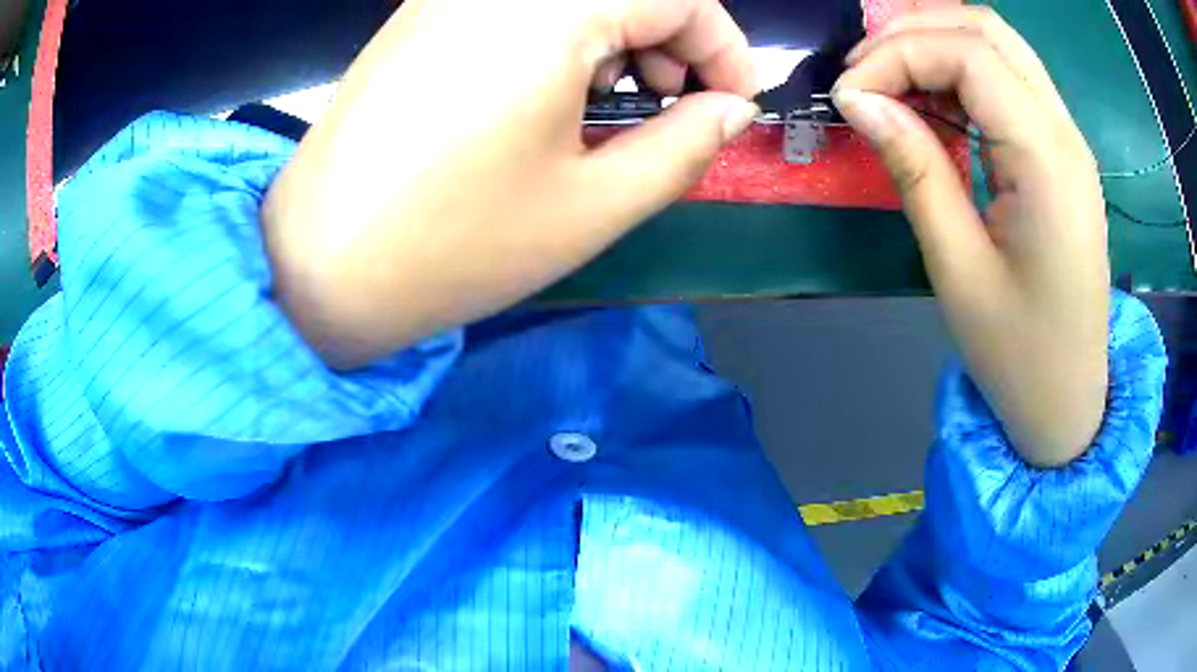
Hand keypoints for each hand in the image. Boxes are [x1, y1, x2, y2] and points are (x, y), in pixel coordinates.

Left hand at [262, 0, 757, 369]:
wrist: (317, 267)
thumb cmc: (454, 245)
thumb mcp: (594, 204)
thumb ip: (685, 146)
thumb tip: (730, 110)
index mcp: (548, 9)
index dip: (724, 46)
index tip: (733, 102)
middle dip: (673, 40)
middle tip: (675, 107)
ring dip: (618, 35)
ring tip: (614, 105)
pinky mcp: (420, 15)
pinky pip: (519, 4)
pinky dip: (562, 35)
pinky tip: (552, 90)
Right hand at [833, 7, 1108, 466]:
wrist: (1068, 400)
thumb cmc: (1018, 353)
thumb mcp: (958, 268)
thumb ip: (914, 168)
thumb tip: (858, 101)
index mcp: (1048, 162)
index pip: (967, 54)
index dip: (896, 55)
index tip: (848, 94)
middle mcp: (1064, 133)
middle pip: (987, 29)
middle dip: (914, 29)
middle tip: (863, 70)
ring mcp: (1067, 140)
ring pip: (999, 44)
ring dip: (937, 41)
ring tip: (889, 76)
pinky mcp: (1061, 154)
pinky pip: (1010, 80)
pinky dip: (962, 70)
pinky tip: (931, 98)